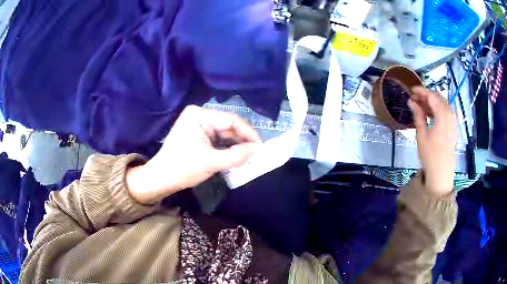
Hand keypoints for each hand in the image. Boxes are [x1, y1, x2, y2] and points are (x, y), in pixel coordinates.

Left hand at [126, 105, 260, 203]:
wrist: (161, 178)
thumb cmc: (183, 168)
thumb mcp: (212, 162)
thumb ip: (237, 156)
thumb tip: (257, 150)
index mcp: (200, 115)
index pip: (231, 120)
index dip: (248, 133)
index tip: (260, 147)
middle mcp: (199, 115)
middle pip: (228, 126)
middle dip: (242, 140)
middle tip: (256, 154)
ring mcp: (198, 124)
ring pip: (224, 133)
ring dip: (236, 145)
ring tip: (248, 156)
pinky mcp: (198, 134)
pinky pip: (217, 138)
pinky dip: (227, 147)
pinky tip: (236, 156)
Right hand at [408, 87, 457, 196]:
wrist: (441, 174)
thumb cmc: (430, 156)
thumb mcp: (421, 135)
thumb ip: (418, 116)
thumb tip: (411, 101)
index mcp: (443, 117)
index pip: (432, 96)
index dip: (421, 91)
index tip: (411, 90)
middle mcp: (450, 116)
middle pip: (439, 98)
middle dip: (427, 95)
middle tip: (415, 99)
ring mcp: (453, 122)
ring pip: (443, 104)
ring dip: (432, 102)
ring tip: (421, 106)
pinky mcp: (454, 127)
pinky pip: (446, 112)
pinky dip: (438, 109)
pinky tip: (431, 114)